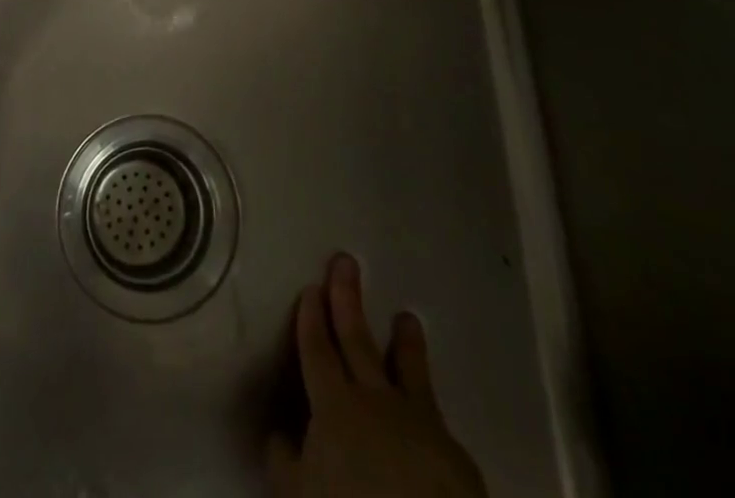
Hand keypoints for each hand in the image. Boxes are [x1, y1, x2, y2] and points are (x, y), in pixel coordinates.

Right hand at [269, 255, 487, 497]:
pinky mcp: (455, 452)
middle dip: (347, 299)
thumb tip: (279, 435)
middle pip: (358, 341)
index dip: (312, 318)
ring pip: (408, 371)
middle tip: (346, 261)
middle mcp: (375, 400)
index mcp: (334, 405)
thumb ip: (285, 461)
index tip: (311, 287)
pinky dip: (427, 403)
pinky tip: (429, 405)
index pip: (317, 351)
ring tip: (408, 317)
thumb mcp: (298, 494)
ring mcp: (418, 422)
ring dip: (405, 343)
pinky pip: (436, 417)